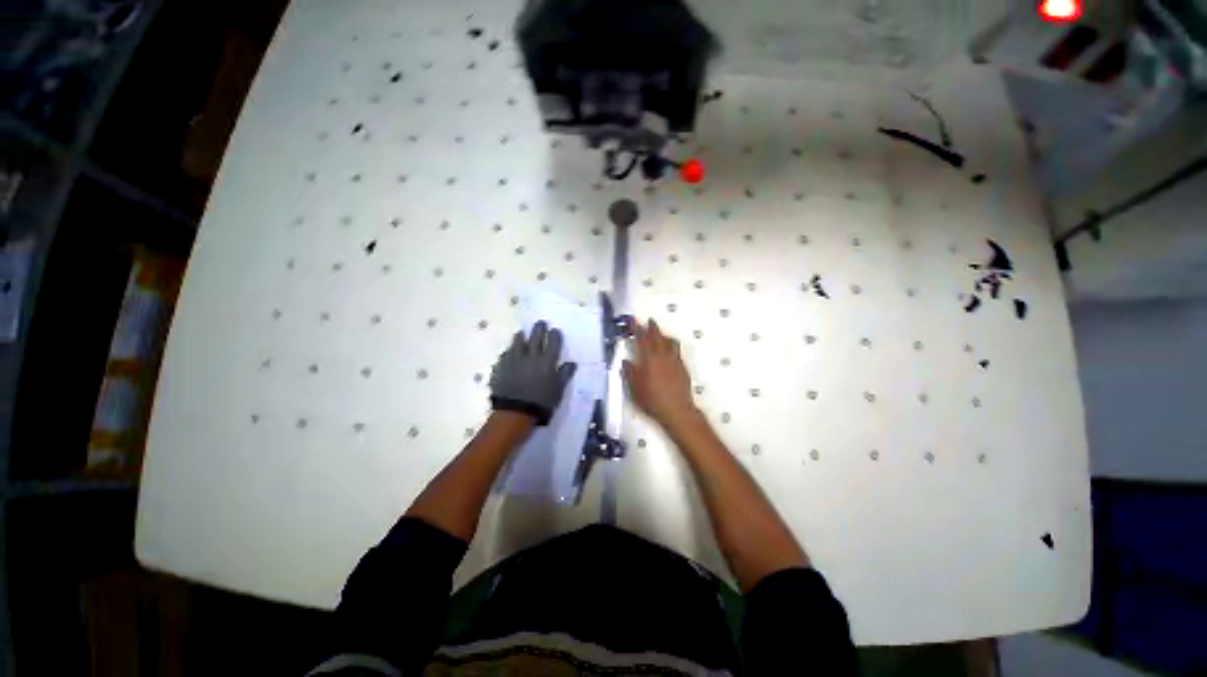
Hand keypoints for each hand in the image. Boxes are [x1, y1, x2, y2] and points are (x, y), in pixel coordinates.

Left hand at [489, 321, 576, 425]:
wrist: (515, 412)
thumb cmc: (541, 403)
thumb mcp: (558, 390)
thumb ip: (564, 375)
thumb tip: (571, 363)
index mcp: (547, 362)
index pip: (553, 343)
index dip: (555, 335)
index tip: (555, 330)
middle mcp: (531, 357)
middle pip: (535, 338)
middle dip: (539, 329)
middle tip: (540, 323)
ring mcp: (514, 360)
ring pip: (517, 343)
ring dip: (520, 337)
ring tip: (521, 333)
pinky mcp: (501, 367)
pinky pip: (505, 355)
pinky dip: (509, 352)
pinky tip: (509, 353)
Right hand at [623, 319, 698, 429]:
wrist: (676, 410)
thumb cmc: (652, 400)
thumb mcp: (634, 388)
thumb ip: (629, 373)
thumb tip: (626, 362)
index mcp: (649, 358)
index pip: (642, 338)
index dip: (636, 328)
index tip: (632, 320)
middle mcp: (663, 356)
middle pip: (657, 336)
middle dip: (652, 327)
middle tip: (648, 321)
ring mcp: (674, 360)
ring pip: (670, 341)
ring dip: (663, 335)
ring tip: (660, 334)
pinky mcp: (682, 367)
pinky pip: (676, 350)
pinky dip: (671, 345)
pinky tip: (669, 351)